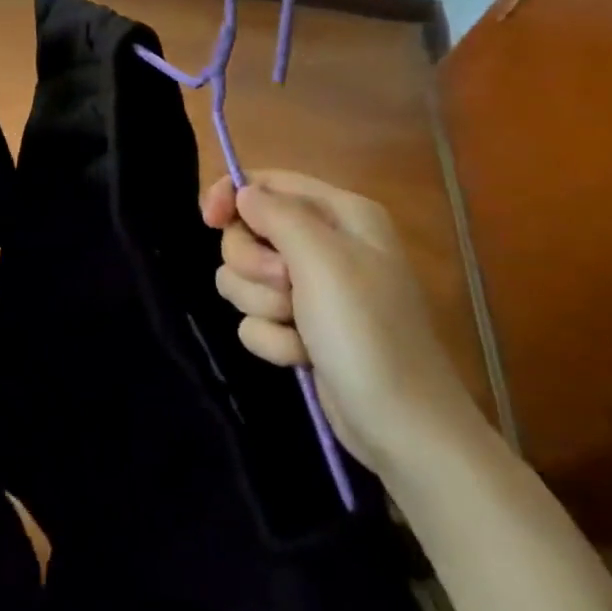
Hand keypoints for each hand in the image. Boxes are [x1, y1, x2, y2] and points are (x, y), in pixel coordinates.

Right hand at [202, 169, 480, 478]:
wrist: (402, 427)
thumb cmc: (367, 332)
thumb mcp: (322, 260)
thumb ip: (276, 214)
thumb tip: (242, 193)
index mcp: (340, 215)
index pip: (267, 182)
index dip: (231, 196)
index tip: (210, 221)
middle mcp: (325, 244)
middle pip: (247, 232)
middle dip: (253, 265)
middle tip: (285, 288)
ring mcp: (312, 289)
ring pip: (244, 277)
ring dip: (262, 306)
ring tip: (298, 328)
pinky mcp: (299, 327)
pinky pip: (255, 317)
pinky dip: (272, 338)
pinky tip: (300, 356)